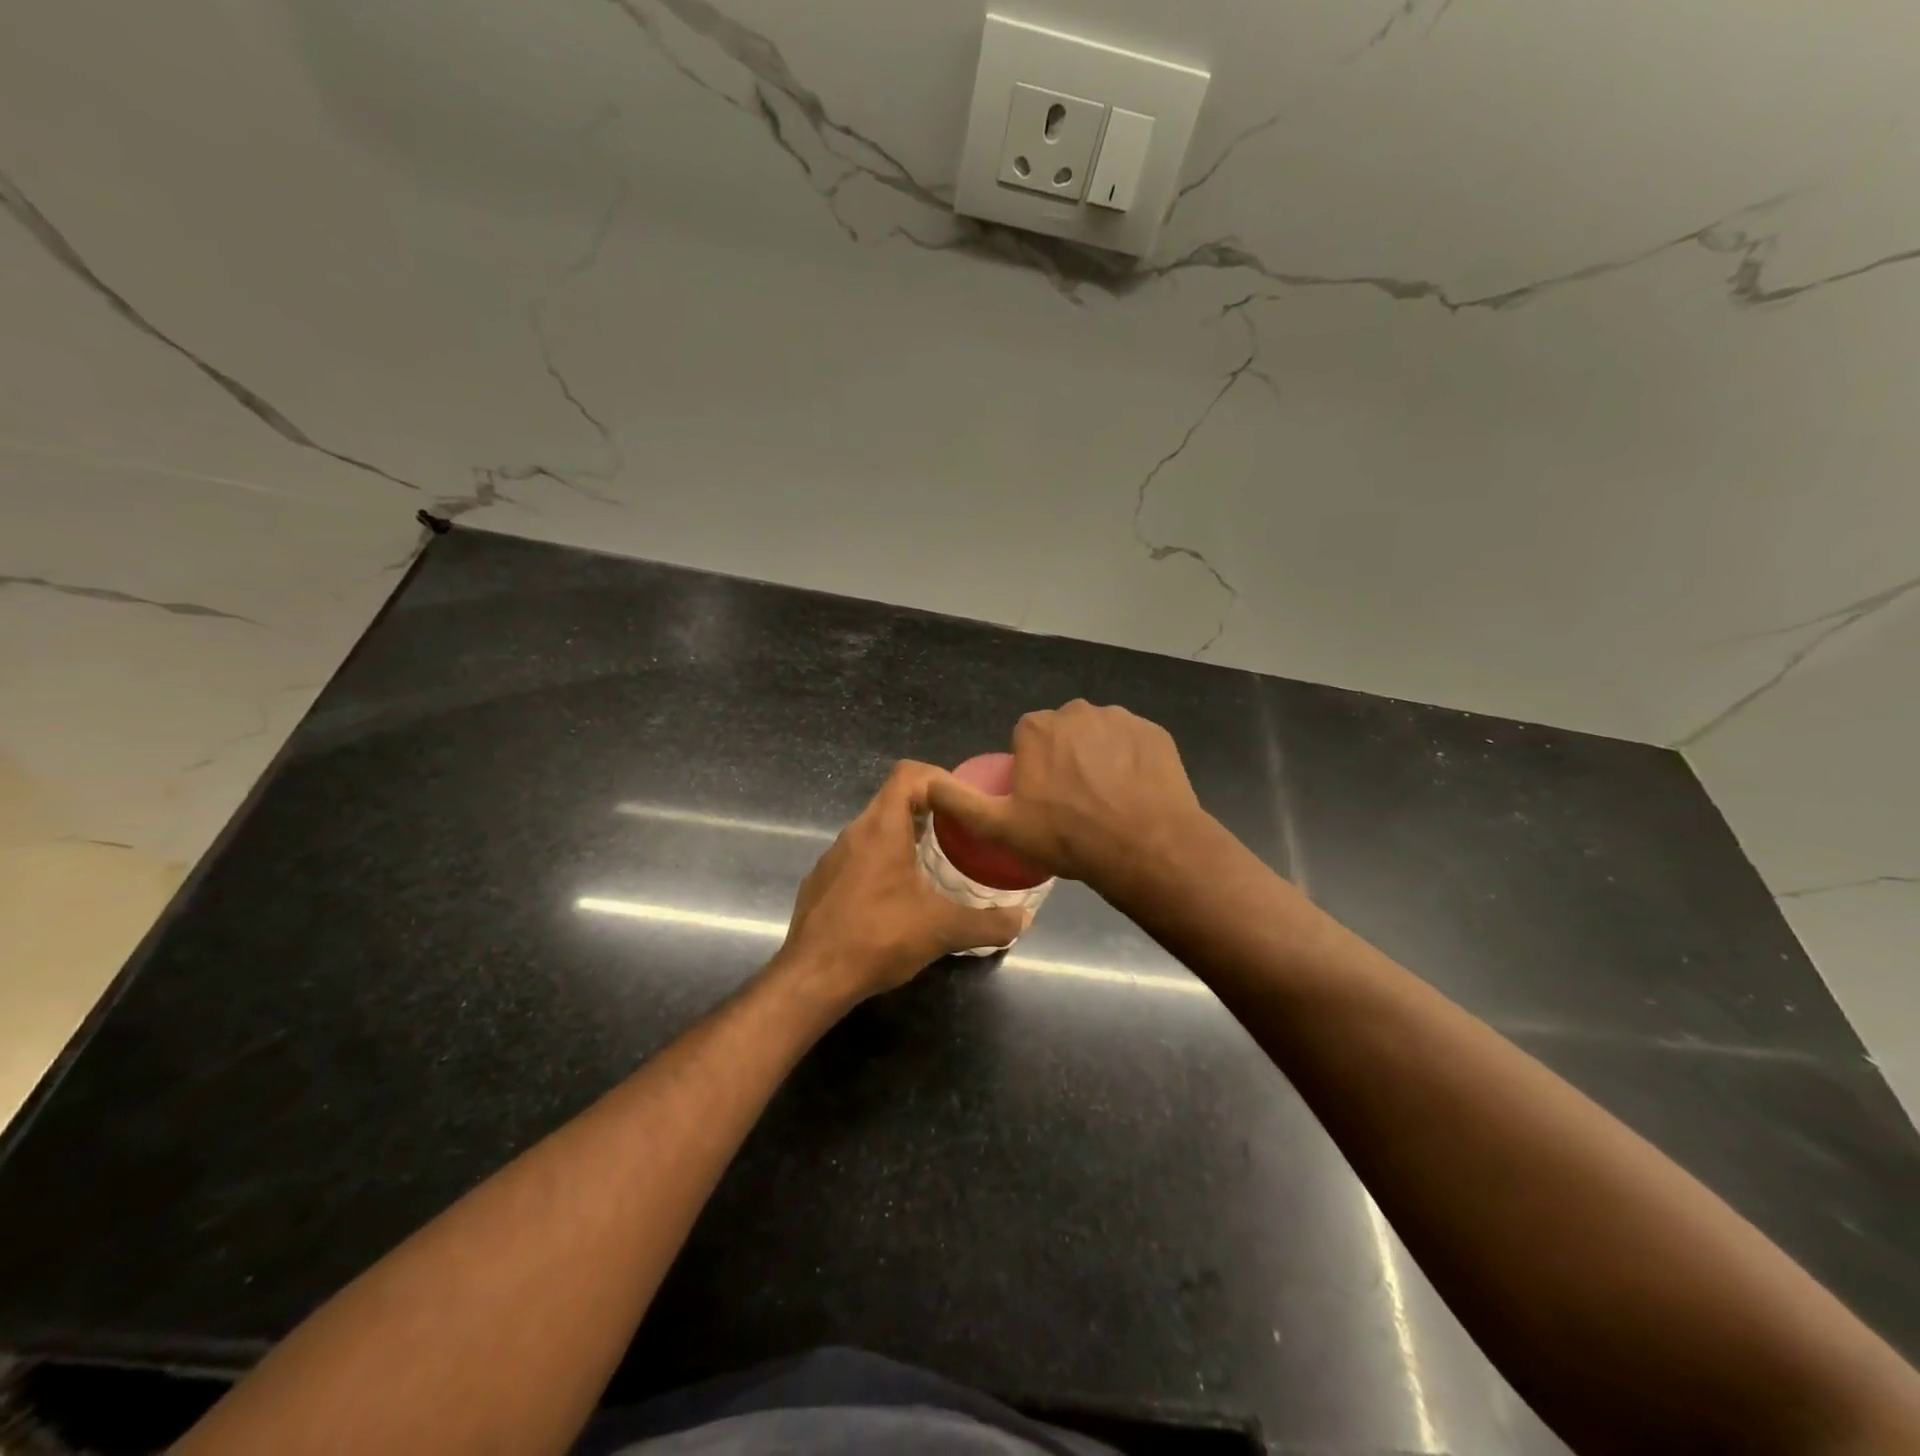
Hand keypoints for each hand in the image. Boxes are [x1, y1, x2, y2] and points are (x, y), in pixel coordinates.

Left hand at [777, 761, 1025, 1004]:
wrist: (812, 979)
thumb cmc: (879, 938)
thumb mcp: (943, 930)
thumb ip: (988, 923)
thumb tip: (1024, 919)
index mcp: (881, 828)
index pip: (908, 774)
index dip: (939, 778)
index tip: (964, 803)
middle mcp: (854, 833)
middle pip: (893, 800)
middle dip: (929, 811)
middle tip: (960, 835)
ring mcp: (833, 858)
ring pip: (874, 831)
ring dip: (905, 839)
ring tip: (934, 866)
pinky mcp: (821, 882)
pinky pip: (857, 858)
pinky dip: (882, 864)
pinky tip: (896, 899)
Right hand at [924, 700, 1209, 897]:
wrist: (1146, 847)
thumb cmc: (1067, 837)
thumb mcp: (1001, 826)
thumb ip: (958, 801)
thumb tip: (922, 780)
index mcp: (1036, 728)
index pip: (1025, 741)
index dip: (1031, 771)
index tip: (1042, 802)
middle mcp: (1076, 711)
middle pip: (1062, 734)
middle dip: (1064, 759)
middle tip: (1074, 804)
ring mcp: (1119, 718)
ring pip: (1098, 736)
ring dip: (1098, 758)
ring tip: (1106, 801)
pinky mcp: (1154, 731)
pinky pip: (1132, 742)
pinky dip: (1130, 761)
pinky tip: (1134, 792)